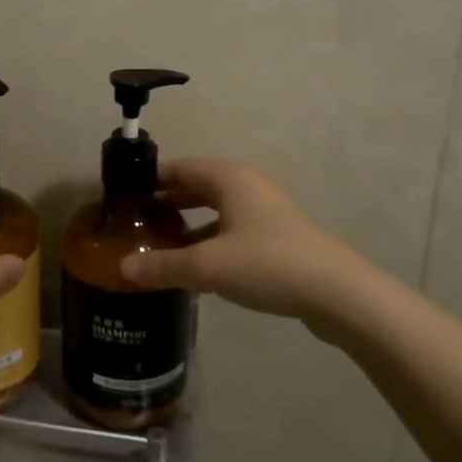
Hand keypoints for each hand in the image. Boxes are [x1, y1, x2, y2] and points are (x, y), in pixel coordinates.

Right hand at [119, 157, 361, 336]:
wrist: (337, 293)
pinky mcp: (277, 237)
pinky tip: (196, 268)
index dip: (150, 179)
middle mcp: (247, 186)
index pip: (179, 167)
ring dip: (188, 224)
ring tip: (159, 245)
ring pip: (216, 210)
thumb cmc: (266, 264)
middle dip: (167, 202)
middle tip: (136, 222)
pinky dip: (210, 241)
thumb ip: (163, 265)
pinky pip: (232, 230)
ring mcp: (265, 211)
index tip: (124, 197)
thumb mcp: (206, 266)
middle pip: (197, 186)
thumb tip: (123, 268)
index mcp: (228, 178)